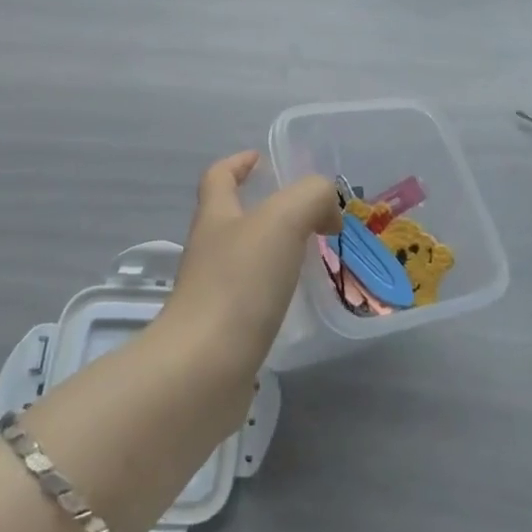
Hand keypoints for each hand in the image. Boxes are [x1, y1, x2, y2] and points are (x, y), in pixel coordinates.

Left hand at [162, 152, 340, 378]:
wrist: (203, 371)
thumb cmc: (239, 284)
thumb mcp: (284, 220)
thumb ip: (312, 197)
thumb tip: (328, 213)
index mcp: (216, 217)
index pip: (219, 177)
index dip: (238, 163)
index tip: (262, 160)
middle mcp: (208, 250)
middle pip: (233, 217)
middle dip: (268, 210)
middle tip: (311, 214)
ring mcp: (212, 294)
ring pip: (246, 259)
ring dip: (276, 251)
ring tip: (314, 256)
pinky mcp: (223, 332)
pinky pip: (253, 298)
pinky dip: (276, 291)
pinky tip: (300, 300)